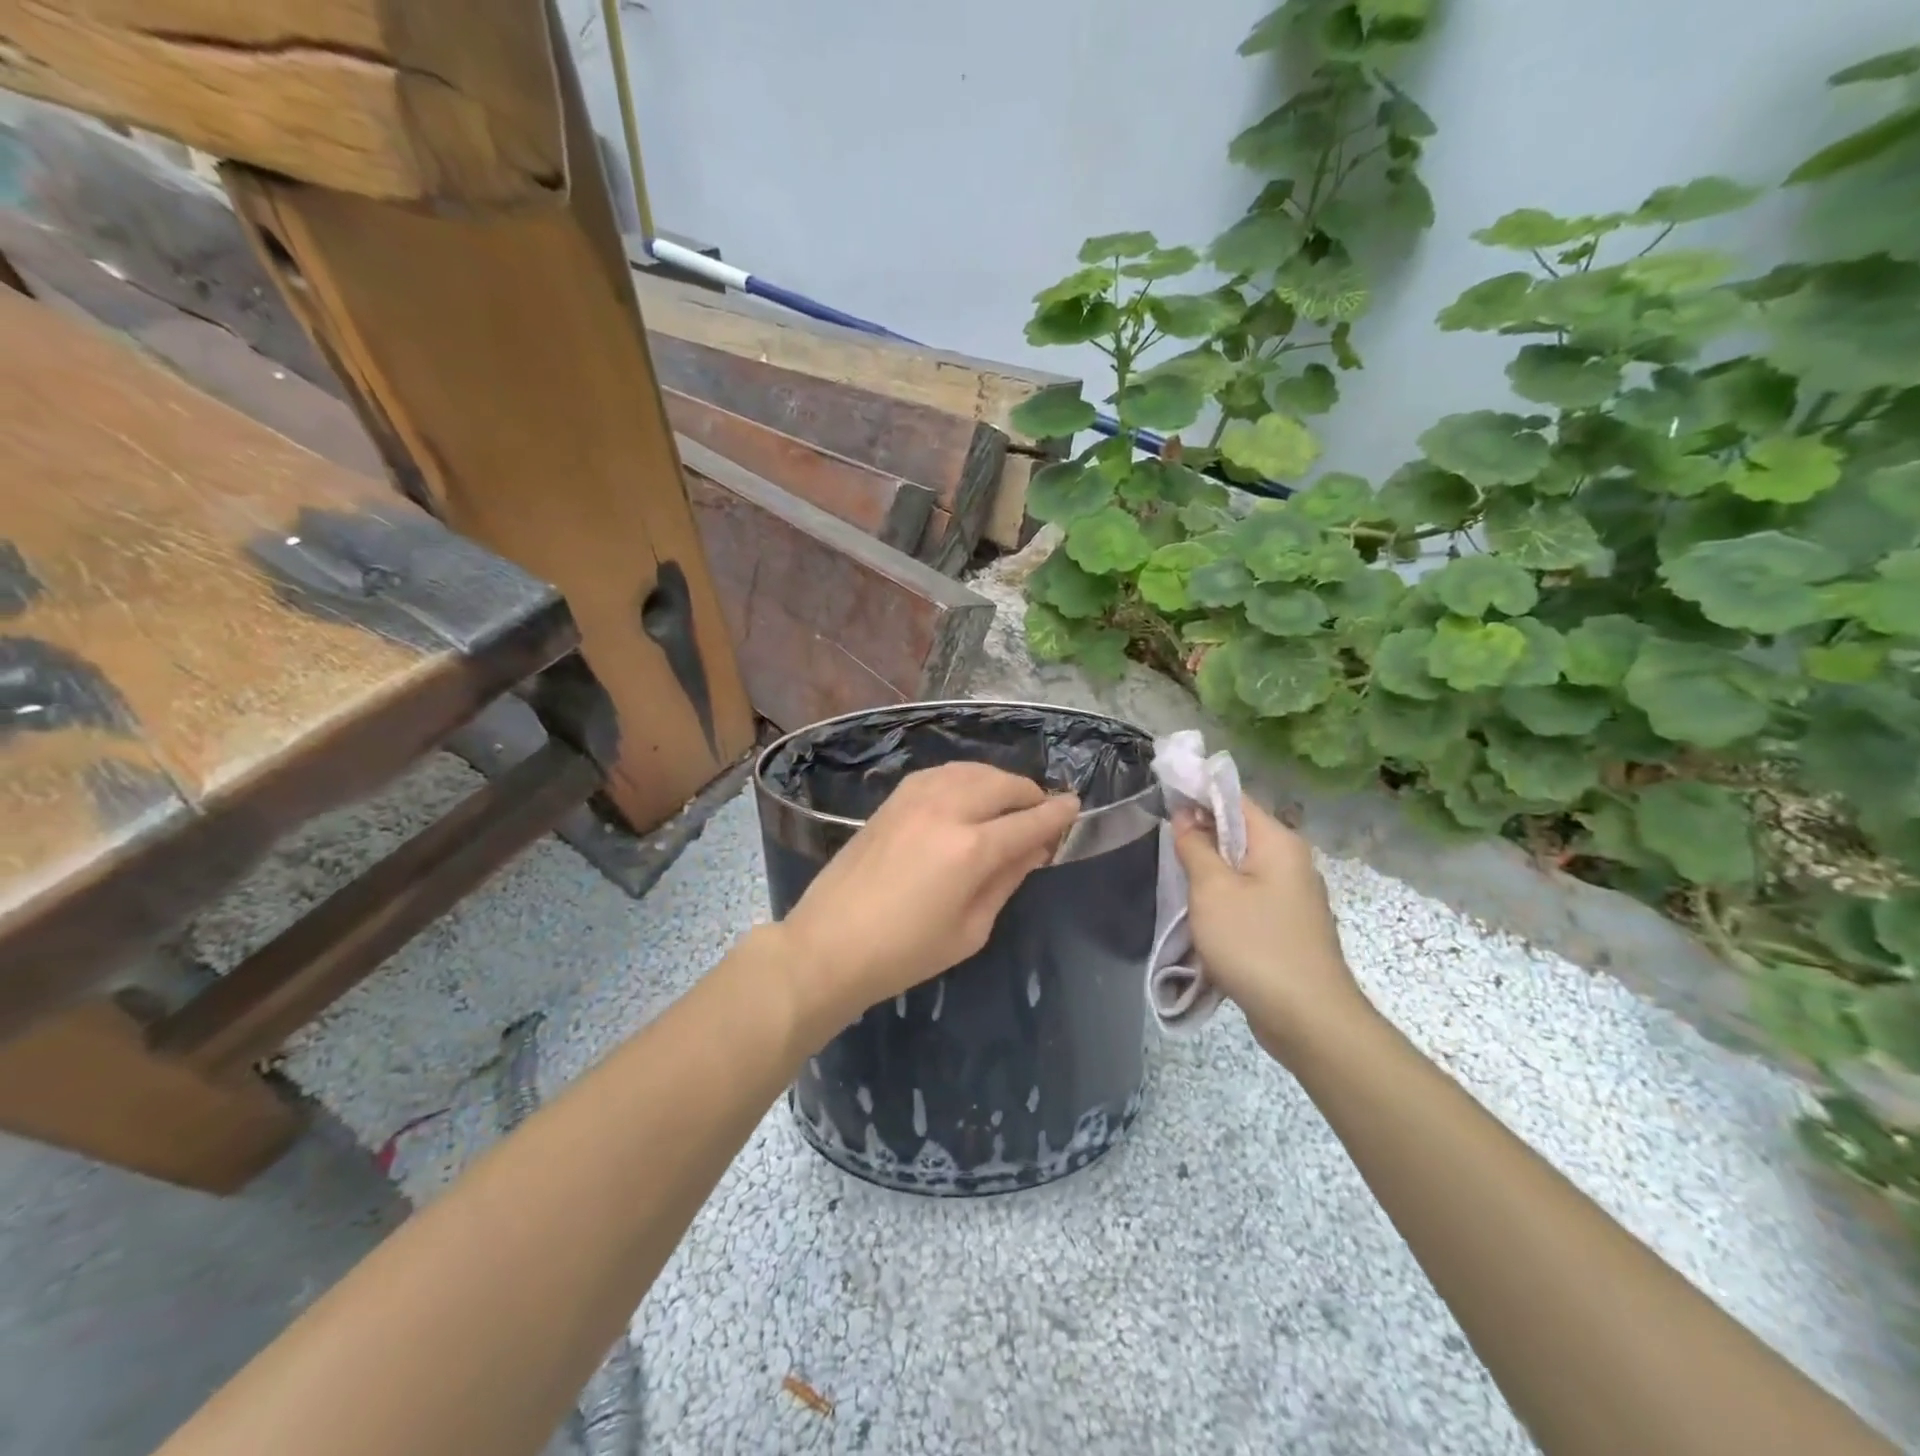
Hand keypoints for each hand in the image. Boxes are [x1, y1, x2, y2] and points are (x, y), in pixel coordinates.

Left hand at [779, 763, 1079, 1036]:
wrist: (828, 945)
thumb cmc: (905, 953)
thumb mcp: (971, 929)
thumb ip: (1007, 880)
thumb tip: (1034, 848)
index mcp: (971, 848)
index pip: (1029, 820)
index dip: (1058, 814)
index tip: (1075, 807)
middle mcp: (947, 809)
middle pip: (1004, 784)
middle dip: (1031, 795)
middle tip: (1041, 814)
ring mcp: (915, 797)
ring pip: (973, 770)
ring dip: (999, 782)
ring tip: (1008, 804)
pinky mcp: (893, 798)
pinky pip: (943, 773)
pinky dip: (966, 778)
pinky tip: (968, 795)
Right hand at [1174, 797, 1372, 1063]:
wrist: (1308, 1018)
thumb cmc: (1254, 944)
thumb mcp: (1212, 889)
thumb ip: (1196, 846)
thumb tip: (1186, 813)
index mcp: (1278, 841)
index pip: (1233, 797)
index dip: (1197, 793)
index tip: (1162, 799)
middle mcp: (1292, 860)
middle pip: (1238, 831)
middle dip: (1201, 835)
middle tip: (1164, 844)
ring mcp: (1294, 895)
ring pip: (1242, 866)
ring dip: (1211, 871)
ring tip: (1178, 881)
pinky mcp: (1289, 925)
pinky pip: (1250, 895)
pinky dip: (1225, 898)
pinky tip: (1204, 916)